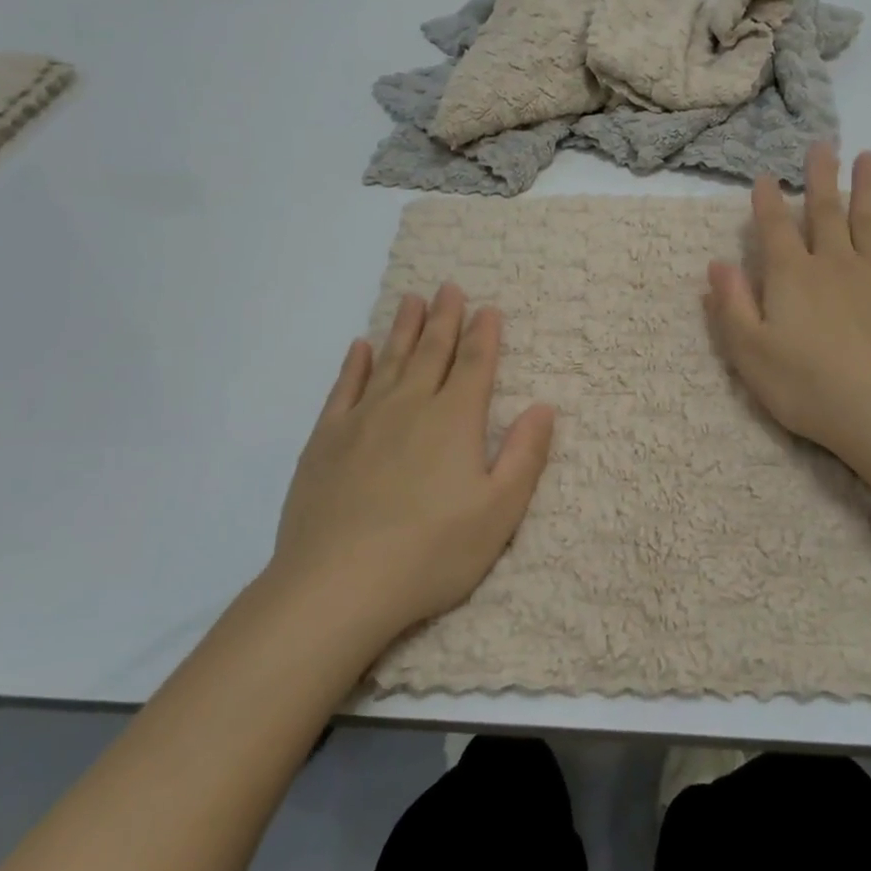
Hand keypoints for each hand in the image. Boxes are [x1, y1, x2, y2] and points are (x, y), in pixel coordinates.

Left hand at [265, 284, 554, 649]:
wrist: (338, 584)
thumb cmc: (431, 553)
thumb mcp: (499, 512)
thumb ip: (524, 455)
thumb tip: (543, 406)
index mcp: (455, 421)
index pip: (475, 365)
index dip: (484, 335)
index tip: (488, 308)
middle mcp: (410, 406)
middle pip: (432, 352)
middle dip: (444, 319)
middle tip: (448, 286)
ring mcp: (363, 420)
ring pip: (389, 361)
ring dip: (403, 328)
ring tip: (411, 299)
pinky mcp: (327, 440)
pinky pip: (344, 389)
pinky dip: (355, 365)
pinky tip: (359, 347)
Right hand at [704, 143, 870, 468]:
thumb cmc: (808, 386)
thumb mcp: (750, 352)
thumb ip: (731, 306)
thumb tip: (717, 264)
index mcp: (791, 277)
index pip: (775, 229)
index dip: (767, 202)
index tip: (764, 176)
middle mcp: (833, 265)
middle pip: (826, 213)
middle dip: (821, 178)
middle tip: (823, 144)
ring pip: (870, 223)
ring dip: (868, 189)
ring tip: (868, 158)